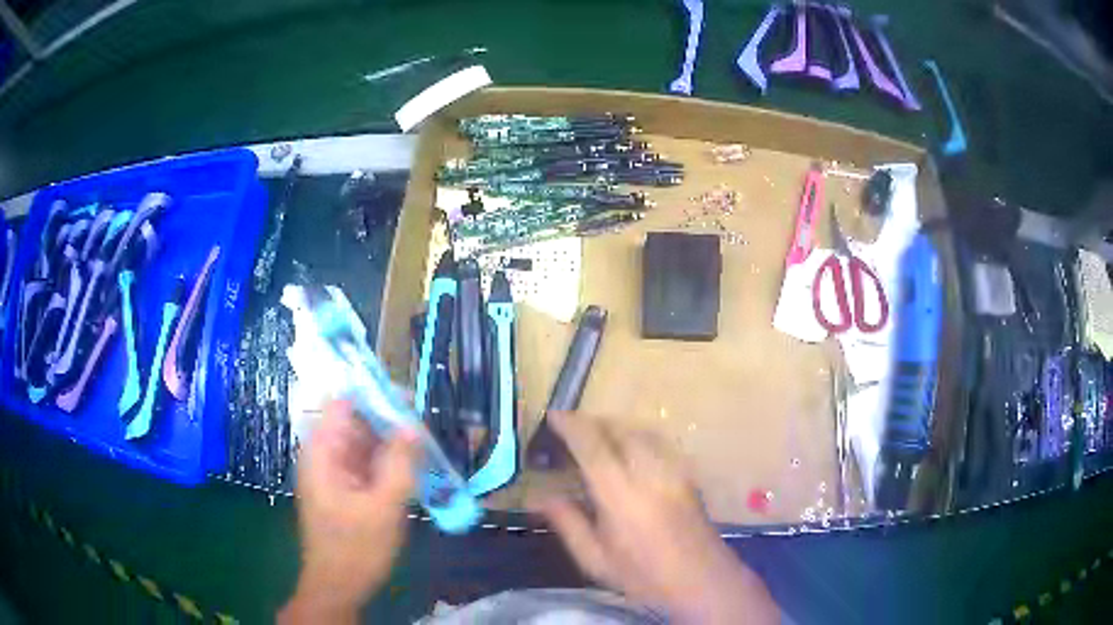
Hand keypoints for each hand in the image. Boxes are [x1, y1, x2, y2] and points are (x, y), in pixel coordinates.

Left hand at [280, 400, 418, 623]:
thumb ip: (399, 464)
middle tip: (424, 428)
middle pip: (355, 420)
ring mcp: (334, 471)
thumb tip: (413, 425)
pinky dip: (389, 461)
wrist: (338, 586)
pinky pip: (367, 462)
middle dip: (388, 418)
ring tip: (425, 446)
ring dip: (392, 441)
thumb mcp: (383, 507)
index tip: (408, 399)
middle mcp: (324, 453)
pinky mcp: (346, 487)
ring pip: (364, 442)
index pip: (343, 402)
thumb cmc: (355, 548)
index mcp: (323, 451)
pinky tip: (413, 467)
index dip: (373, 393)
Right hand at [532, 412, 778, 624]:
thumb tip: (538, 496)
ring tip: (597, 439)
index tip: (552, 417)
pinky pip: (657, 442)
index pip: (591, 445)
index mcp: (620, 494)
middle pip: (619, 428)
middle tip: (571, 431)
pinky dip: (637, 437)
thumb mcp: (595, 558)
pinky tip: (629, 453)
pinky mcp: (687, 473)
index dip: (570, 425)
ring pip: (641, 430)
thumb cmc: (642, 575)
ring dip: (615, 427)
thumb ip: (567, 522)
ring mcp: (673, 469)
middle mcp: (648, 472)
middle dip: (593, 422)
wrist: (701, 579)